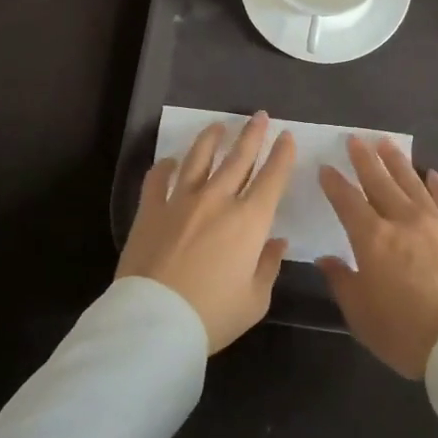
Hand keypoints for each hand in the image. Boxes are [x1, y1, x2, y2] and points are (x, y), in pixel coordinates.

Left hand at [118, 113, 295, 352]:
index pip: (272, 178)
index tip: (286, 136)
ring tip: (219, 126)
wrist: (155, 322)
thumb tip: (276, 242)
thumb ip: (268, 266)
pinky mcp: (150, 210)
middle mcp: (218, 200)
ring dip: (211, 139)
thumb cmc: (213, 315)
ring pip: (199, 158)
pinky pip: (157, 179)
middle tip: (259, 115)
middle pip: (238, 158)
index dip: (282, 154)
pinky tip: (170, 161)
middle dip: (252, 134)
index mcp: (249, 221)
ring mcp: (181, 201)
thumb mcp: (255, 300)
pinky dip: (165, 166)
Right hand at [317, 136, 437, 378]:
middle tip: (355, 140)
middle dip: (365, 159)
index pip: (347, 201)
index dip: (335, 183)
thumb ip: (341, 281)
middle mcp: (402, 220)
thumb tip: (325, 259)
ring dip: (397, 162)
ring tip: (386, 144)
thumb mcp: (361, 314)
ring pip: (412, 182)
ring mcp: (436, 222)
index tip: (326, 167)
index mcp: (372, 239)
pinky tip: (432, 174)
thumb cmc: (405, 332)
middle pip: (380, 182)